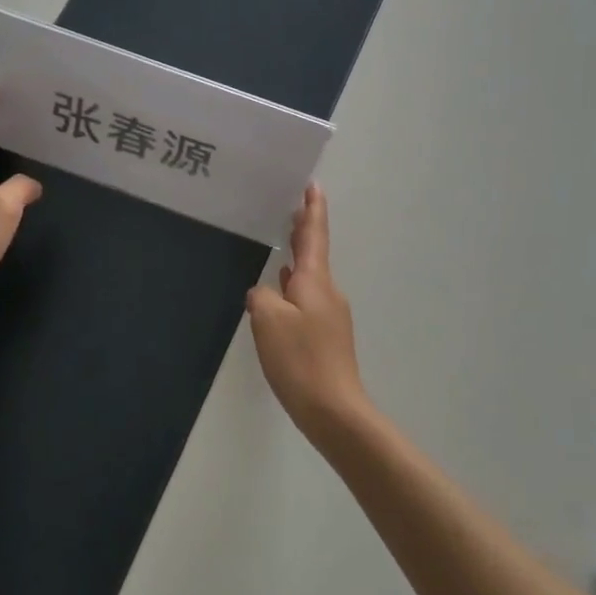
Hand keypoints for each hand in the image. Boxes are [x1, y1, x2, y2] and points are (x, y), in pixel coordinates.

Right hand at [246, 184, 368, 440]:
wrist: (334, 409)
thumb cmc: (300, 359)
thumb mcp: (268, 320)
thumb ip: (262, 296)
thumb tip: (264, 292)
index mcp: (315, 281)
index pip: (314, 235)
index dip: (312, 209)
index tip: (312, 184)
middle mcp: (327, 292)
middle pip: (315, 252)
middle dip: (304, 229)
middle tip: (292, 206)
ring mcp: (329, 315)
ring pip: (309, 277)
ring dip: (297, 258)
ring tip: (282, 243)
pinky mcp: (325, 336)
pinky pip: (306, 300)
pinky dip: (294, 287)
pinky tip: (281, 292)